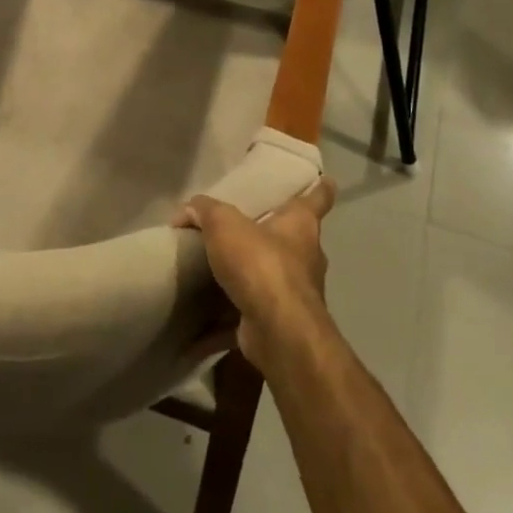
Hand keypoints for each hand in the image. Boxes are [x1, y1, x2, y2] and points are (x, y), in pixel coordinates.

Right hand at [173, 176, 335, 369]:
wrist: (278, 331)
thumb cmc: (261, 264)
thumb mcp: (224, 224)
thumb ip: (205, 210)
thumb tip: (186, 210)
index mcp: (301, 225)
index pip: (318, 198)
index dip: (321, 188)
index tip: (326, 180)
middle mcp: (306, 257)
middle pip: (295, 239)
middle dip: (276, 234)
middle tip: (247, 226)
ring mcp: (297, 293)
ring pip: (275, 277)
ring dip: (253, 275)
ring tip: (220, 270)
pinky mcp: (281, 323)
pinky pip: (252, 313)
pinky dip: (229, 317)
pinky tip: (202, 321)